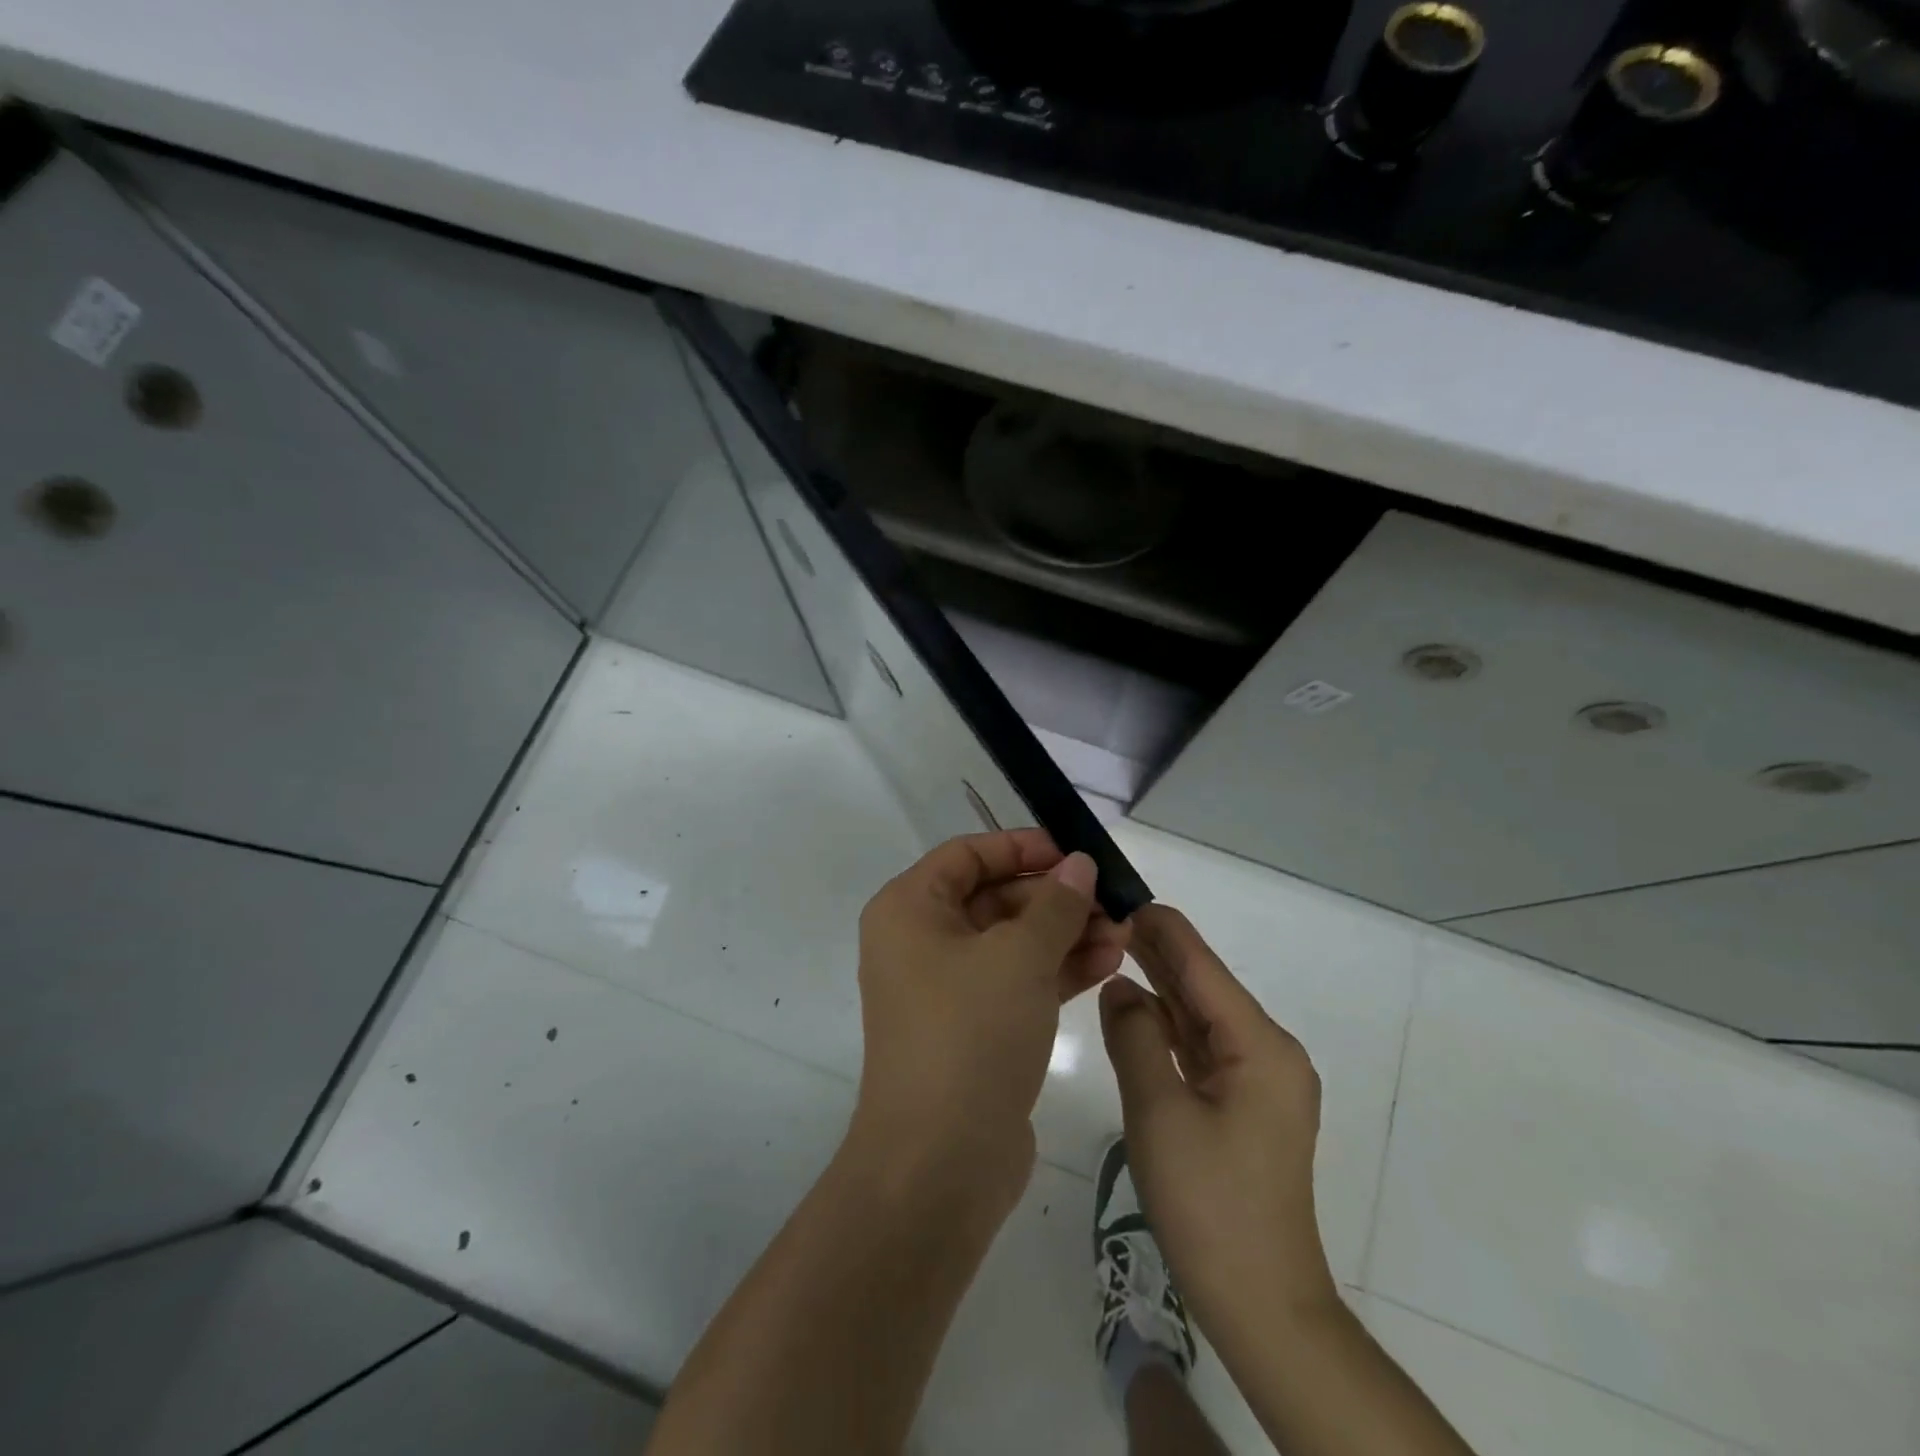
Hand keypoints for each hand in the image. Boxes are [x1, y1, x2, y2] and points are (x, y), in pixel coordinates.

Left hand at [849, 830, 1130, 1206]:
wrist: (941, 1162)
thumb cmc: (970, 1032)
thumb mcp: (1018, 956)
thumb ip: (1055, 904)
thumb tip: (1078, 865)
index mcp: (910, 910)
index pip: (967, 854)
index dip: (1022, 847)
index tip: (1074, 853)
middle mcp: (921, 942)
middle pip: (994, 897)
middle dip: (1056, 898)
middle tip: (1112, 899)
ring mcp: (947, 988)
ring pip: (1012, 941)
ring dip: (1066, 933)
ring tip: (1124, 932)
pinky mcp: (974, 1027)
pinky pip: (1018, 981)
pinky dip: (1058, 969)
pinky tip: (1108, 961)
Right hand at [1099, 905, 1337, 1348]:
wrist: (1261, 1304)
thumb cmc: (1210, 1205)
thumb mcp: (1159, 1112)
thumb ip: (1135, 1037)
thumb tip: (1119, 986)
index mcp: (1259, 1044)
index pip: (1202, 966)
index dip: (1160, 928)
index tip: (1118, 894)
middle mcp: (1267, 1051)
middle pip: (1203, 985)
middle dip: (1156, 951)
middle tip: (1102, 917)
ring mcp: (1257, 1079)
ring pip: (1200, 1015)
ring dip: (1158, 985)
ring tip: (1110, 947)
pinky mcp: (1244, 1104)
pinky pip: (1201, 1047)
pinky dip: (1167, 1025)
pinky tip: (1133, 1007)